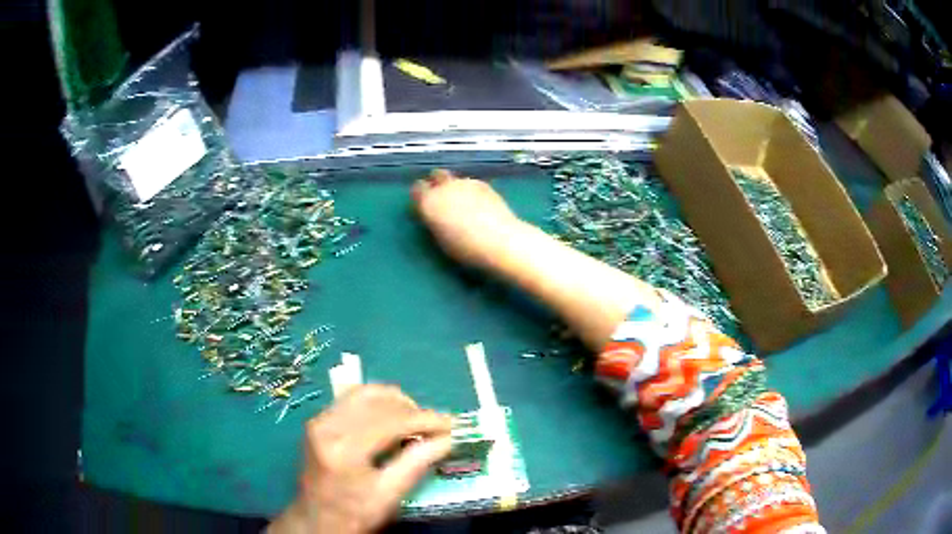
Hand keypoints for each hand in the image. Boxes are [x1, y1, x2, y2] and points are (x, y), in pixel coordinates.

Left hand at [269, 385, 452, 533]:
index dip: (425, 419)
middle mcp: (327, 426)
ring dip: (394, 402)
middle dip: (411, 409)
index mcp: (344, 448)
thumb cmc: (354, 514)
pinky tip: (390, 418)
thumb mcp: (389, 495)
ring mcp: (319, 420)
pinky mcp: (318, 421)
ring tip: (414, 420)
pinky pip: (351, 400)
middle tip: (434, 426)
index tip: (451, 424)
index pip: (391, 420)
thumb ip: (417, 463)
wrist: (316, 521)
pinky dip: (375, 404)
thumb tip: (447, 438)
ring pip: (363, 393)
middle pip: (377, 401)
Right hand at [412, 169, 521, 268]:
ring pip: (455, 179)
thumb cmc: (466, 248)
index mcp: (429, 202)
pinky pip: (471, 183)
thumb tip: (434, 215)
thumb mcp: (441, 239)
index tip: (425, 205)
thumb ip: (434, 221)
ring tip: (464, 204)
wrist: (500, 240)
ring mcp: (465, 183)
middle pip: (436, 175)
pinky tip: (480, 205)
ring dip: (455, 187)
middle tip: (443, 199)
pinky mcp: (483, 184)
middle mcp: (444, 187)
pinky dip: (471, 191)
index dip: (421, 196)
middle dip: (437, 184)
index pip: (417, 189)